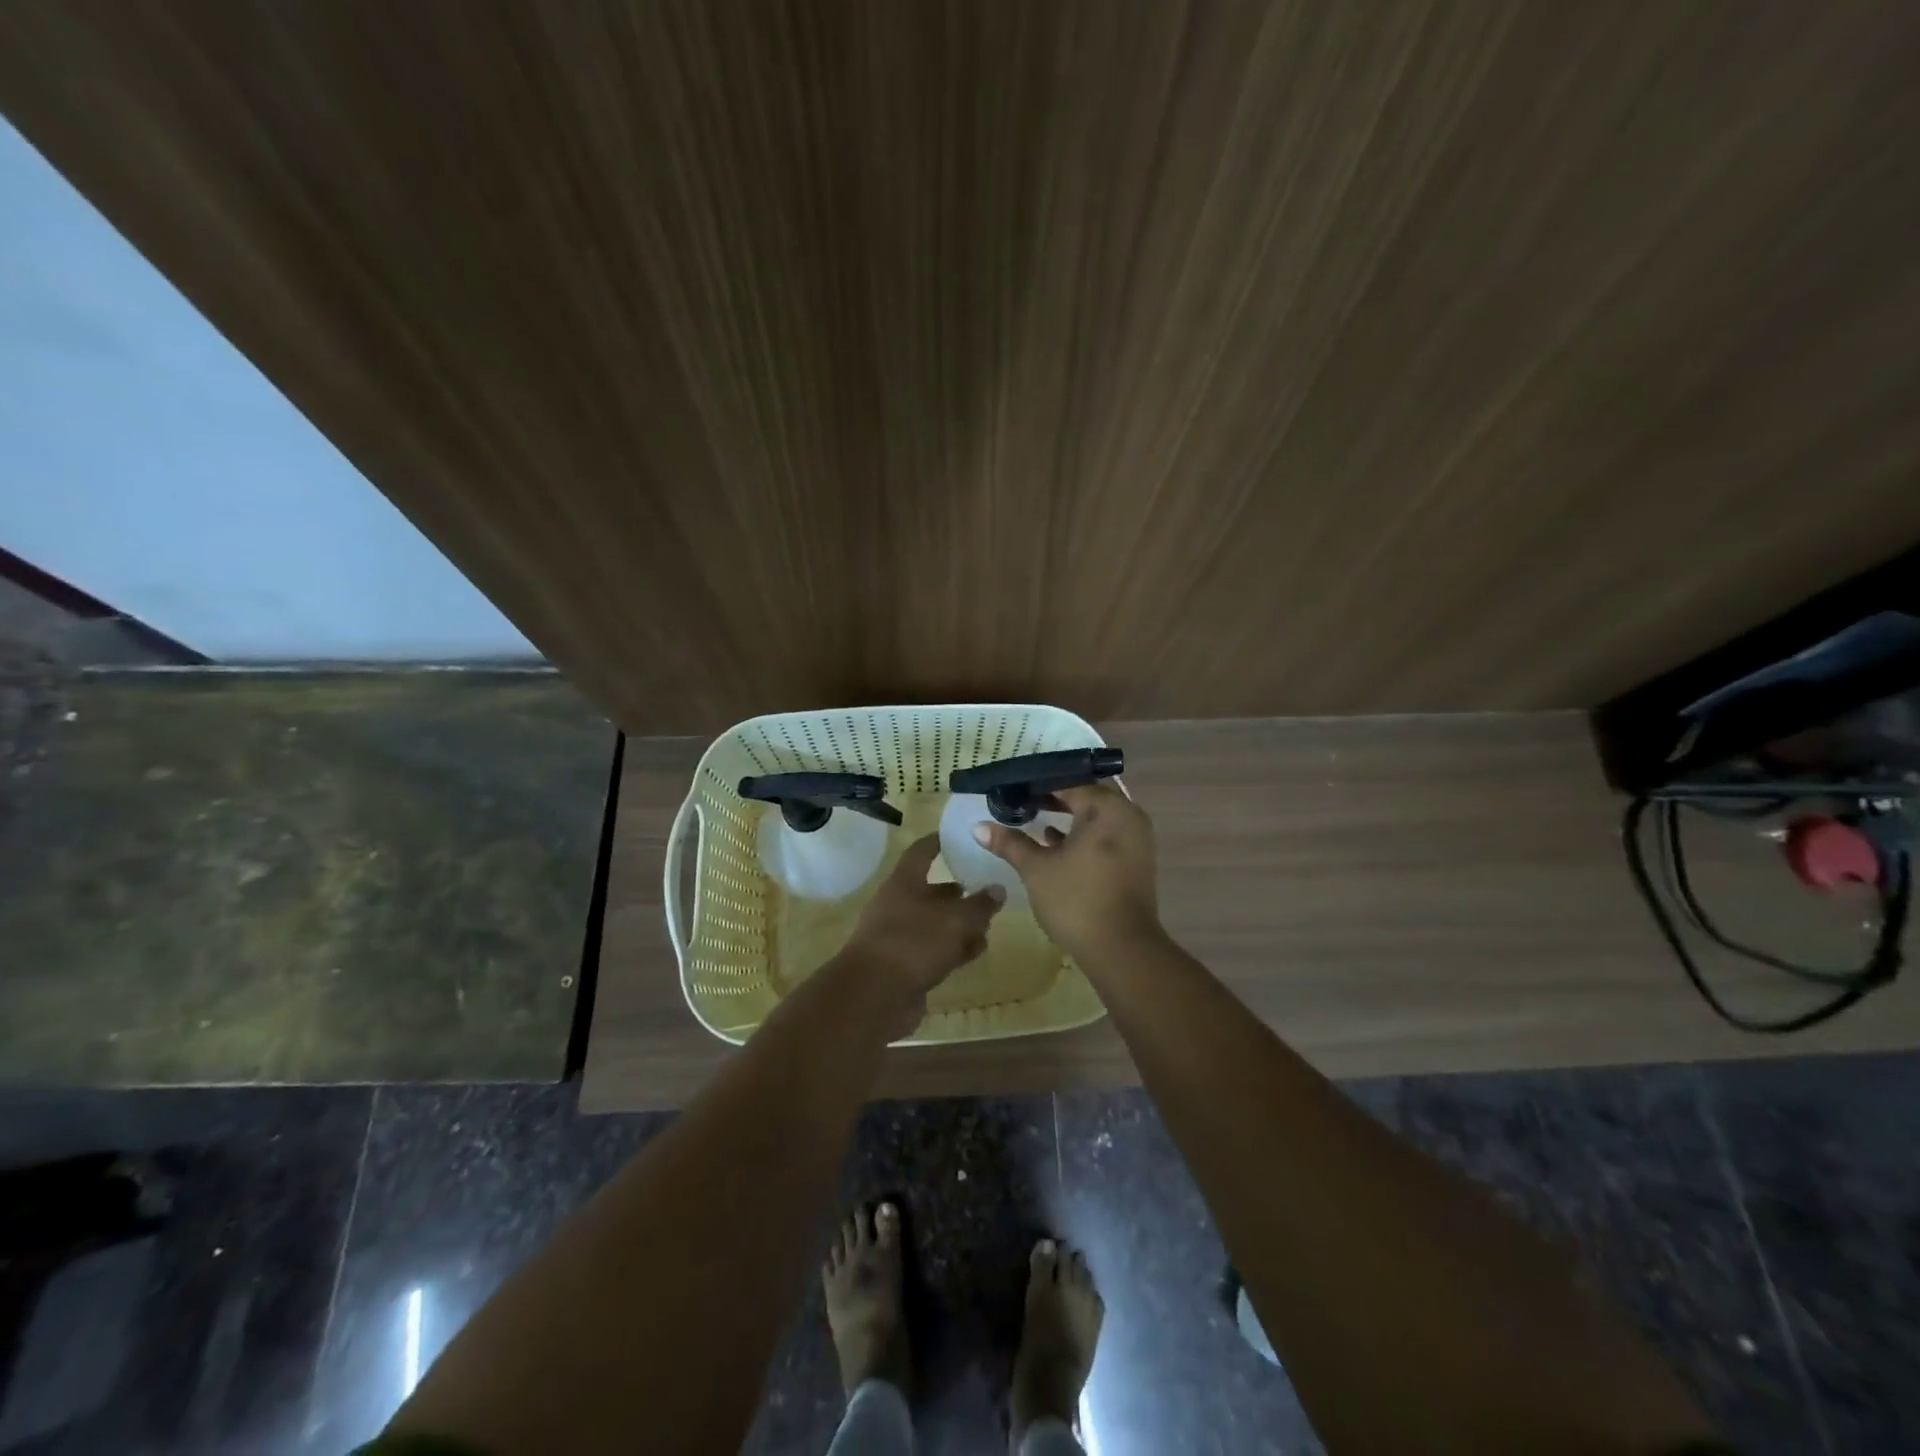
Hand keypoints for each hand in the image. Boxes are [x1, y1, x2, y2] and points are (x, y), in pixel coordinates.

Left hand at [840, 836, 1003, 1010]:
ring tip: (988, 927)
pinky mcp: (904, 965)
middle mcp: (898, 904)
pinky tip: (973, 954)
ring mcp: (899, 936)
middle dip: (961, 892)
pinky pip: (933, 950)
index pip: (922, 851)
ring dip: (960, 925)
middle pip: (933, 891)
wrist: (873, 997)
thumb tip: (997, 889)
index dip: (940, 842)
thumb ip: (980, 904)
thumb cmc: (913, 943)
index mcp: (904, 882)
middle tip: (989, 892)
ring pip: (935, 923)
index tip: (961, 837)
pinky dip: (952, 949)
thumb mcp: (956, 919)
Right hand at [972, 782, 1161, 962]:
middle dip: (1055, 796)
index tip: (1013, 787)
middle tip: (1023, 798)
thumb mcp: (1036, 869)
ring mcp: (1136, 839)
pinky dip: (1083, 834)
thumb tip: (978, 827)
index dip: (1039, 784)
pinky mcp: (1135, 860)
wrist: (1121, 950)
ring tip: (1033, 816)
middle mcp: (1128, 816)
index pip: (1069, 782)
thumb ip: (1010, 843)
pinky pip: (1106, 834)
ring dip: (1069, 815)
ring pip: (1098, 815)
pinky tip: (1054, 842)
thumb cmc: (1077, 900)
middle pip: (1087, 794)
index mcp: (1107, 808)